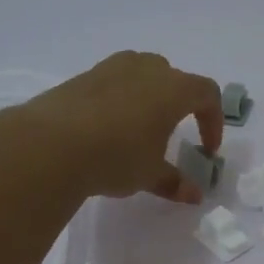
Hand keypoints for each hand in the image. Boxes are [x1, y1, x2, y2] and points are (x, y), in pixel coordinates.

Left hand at [19, 51, 224, 202]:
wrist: (50, 143)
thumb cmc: (116, 156)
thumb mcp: (149, 174)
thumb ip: (175, 182)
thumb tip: (194, 195)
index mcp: (174, 88)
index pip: (207, 94)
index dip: (213, 121)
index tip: (207, 150)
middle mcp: (146, 68)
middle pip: (174, 79)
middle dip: (180, 104)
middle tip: (173, 132)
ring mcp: (112, 67)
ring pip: (141, 75)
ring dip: (148, 98)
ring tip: (139, 128)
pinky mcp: (83, 76)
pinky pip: (113, 82)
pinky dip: (120, 100)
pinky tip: (107, 129)